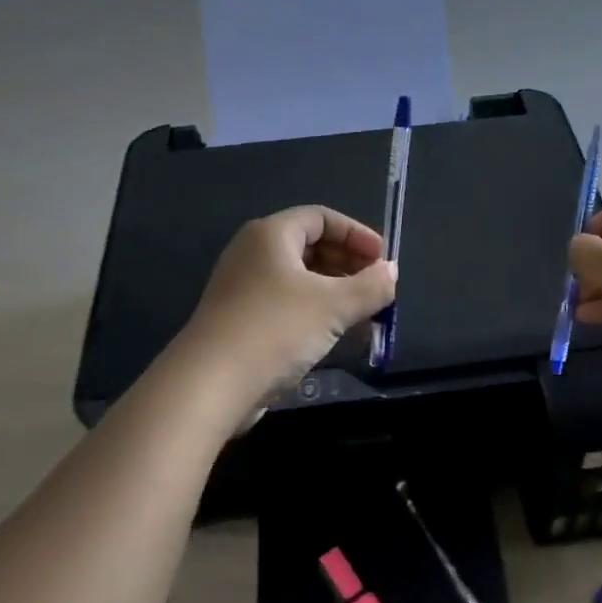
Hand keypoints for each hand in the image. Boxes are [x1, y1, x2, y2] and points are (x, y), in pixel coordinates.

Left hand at [179, 206, 396, 414]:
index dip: (357, 234)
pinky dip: (315, 311)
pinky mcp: (240, 320)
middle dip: (349, 264)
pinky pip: (287, 304)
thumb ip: (370, 286)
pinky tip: (335, 334)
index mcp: (271, 235)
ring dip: (335, 291)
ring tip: (364, 313)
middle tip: (377, 287)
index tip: (383, 259)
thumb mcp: (334, 305)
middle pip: (310, 246)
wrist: (210, 384)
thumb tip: (391, 272)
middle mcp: (253, 254)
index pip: (321, 218)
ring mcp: (243, 288)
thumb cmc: (275, 329)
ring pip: (300, 279)